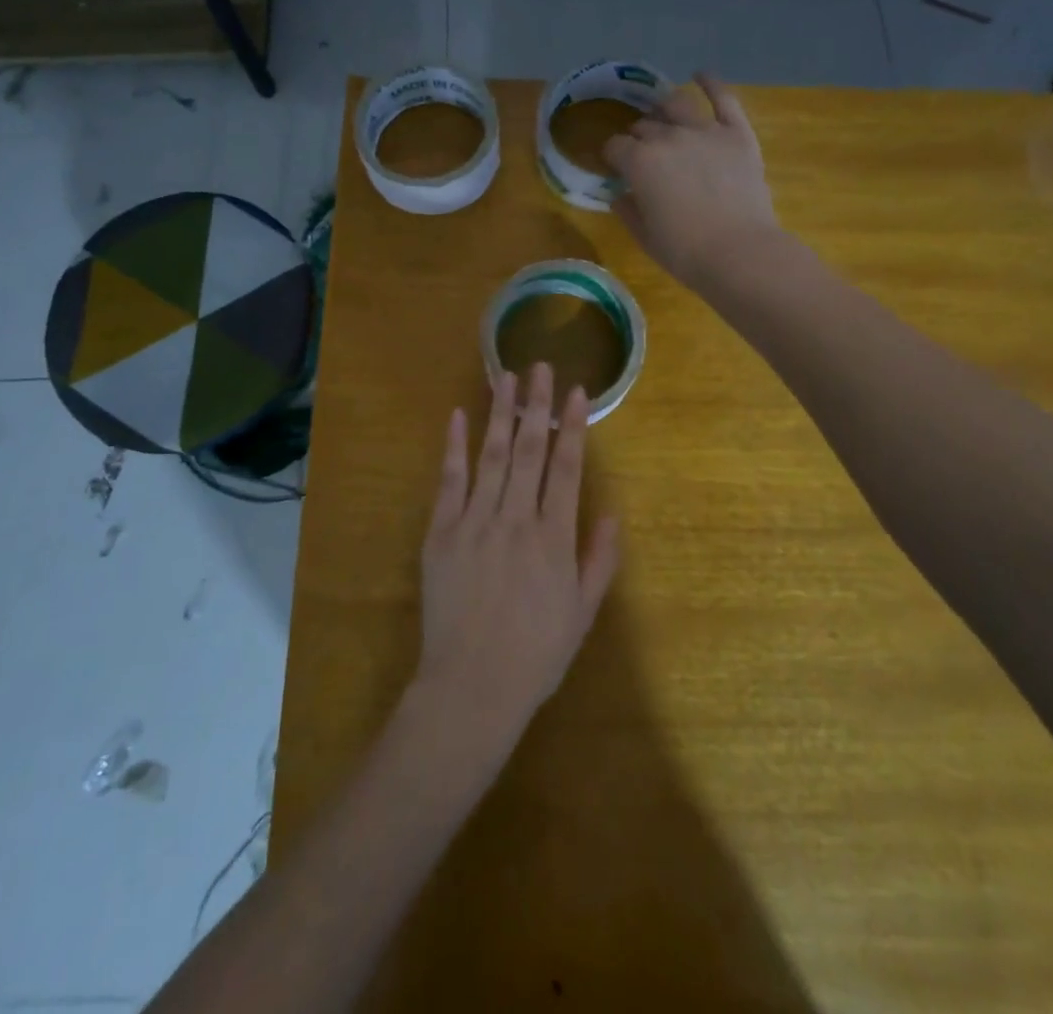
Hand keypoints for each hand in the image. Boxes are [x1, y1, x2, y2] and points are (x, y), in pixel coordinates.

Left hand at [413, 364, 619, 746]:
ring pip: (492, 455)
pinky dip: (454, 446)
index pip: (567, 467)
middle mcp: (516, 518)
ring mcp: (475, 521)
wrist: (472, 686)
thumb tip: (611, 511)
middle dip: (535, 404)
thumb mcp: (583, 612)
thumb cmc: (536, 653)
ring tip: (505, 376)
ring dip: (500, 413)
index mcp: (554, 537)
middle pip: (529, 449)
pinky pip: (450, 481)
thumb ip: (600, 559)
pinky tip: (459, 416)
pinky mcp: (441, 532)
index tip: (577, 391)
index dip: (573, 425)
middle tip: (538, 365)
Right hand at [601, 72, 779, 289]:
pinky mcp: (737, 134)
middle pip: (645, 126)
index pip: (615, 146)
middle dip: (638, 137)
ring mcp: (705, 131)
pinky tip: (701, 75)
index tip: (615, 167)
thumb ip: (628, 210)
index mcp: (639, 162)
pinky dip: (711, 83)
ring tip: (662, 114)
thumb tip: (620, 196)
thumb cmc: (684, 252)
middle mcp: (668, 137)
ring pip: (676, 104)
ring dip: (664, 108)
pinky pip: (724, 99)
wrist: (738, 252)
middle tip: (642, 152)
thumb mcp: (644, 235)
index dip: (612, 156)